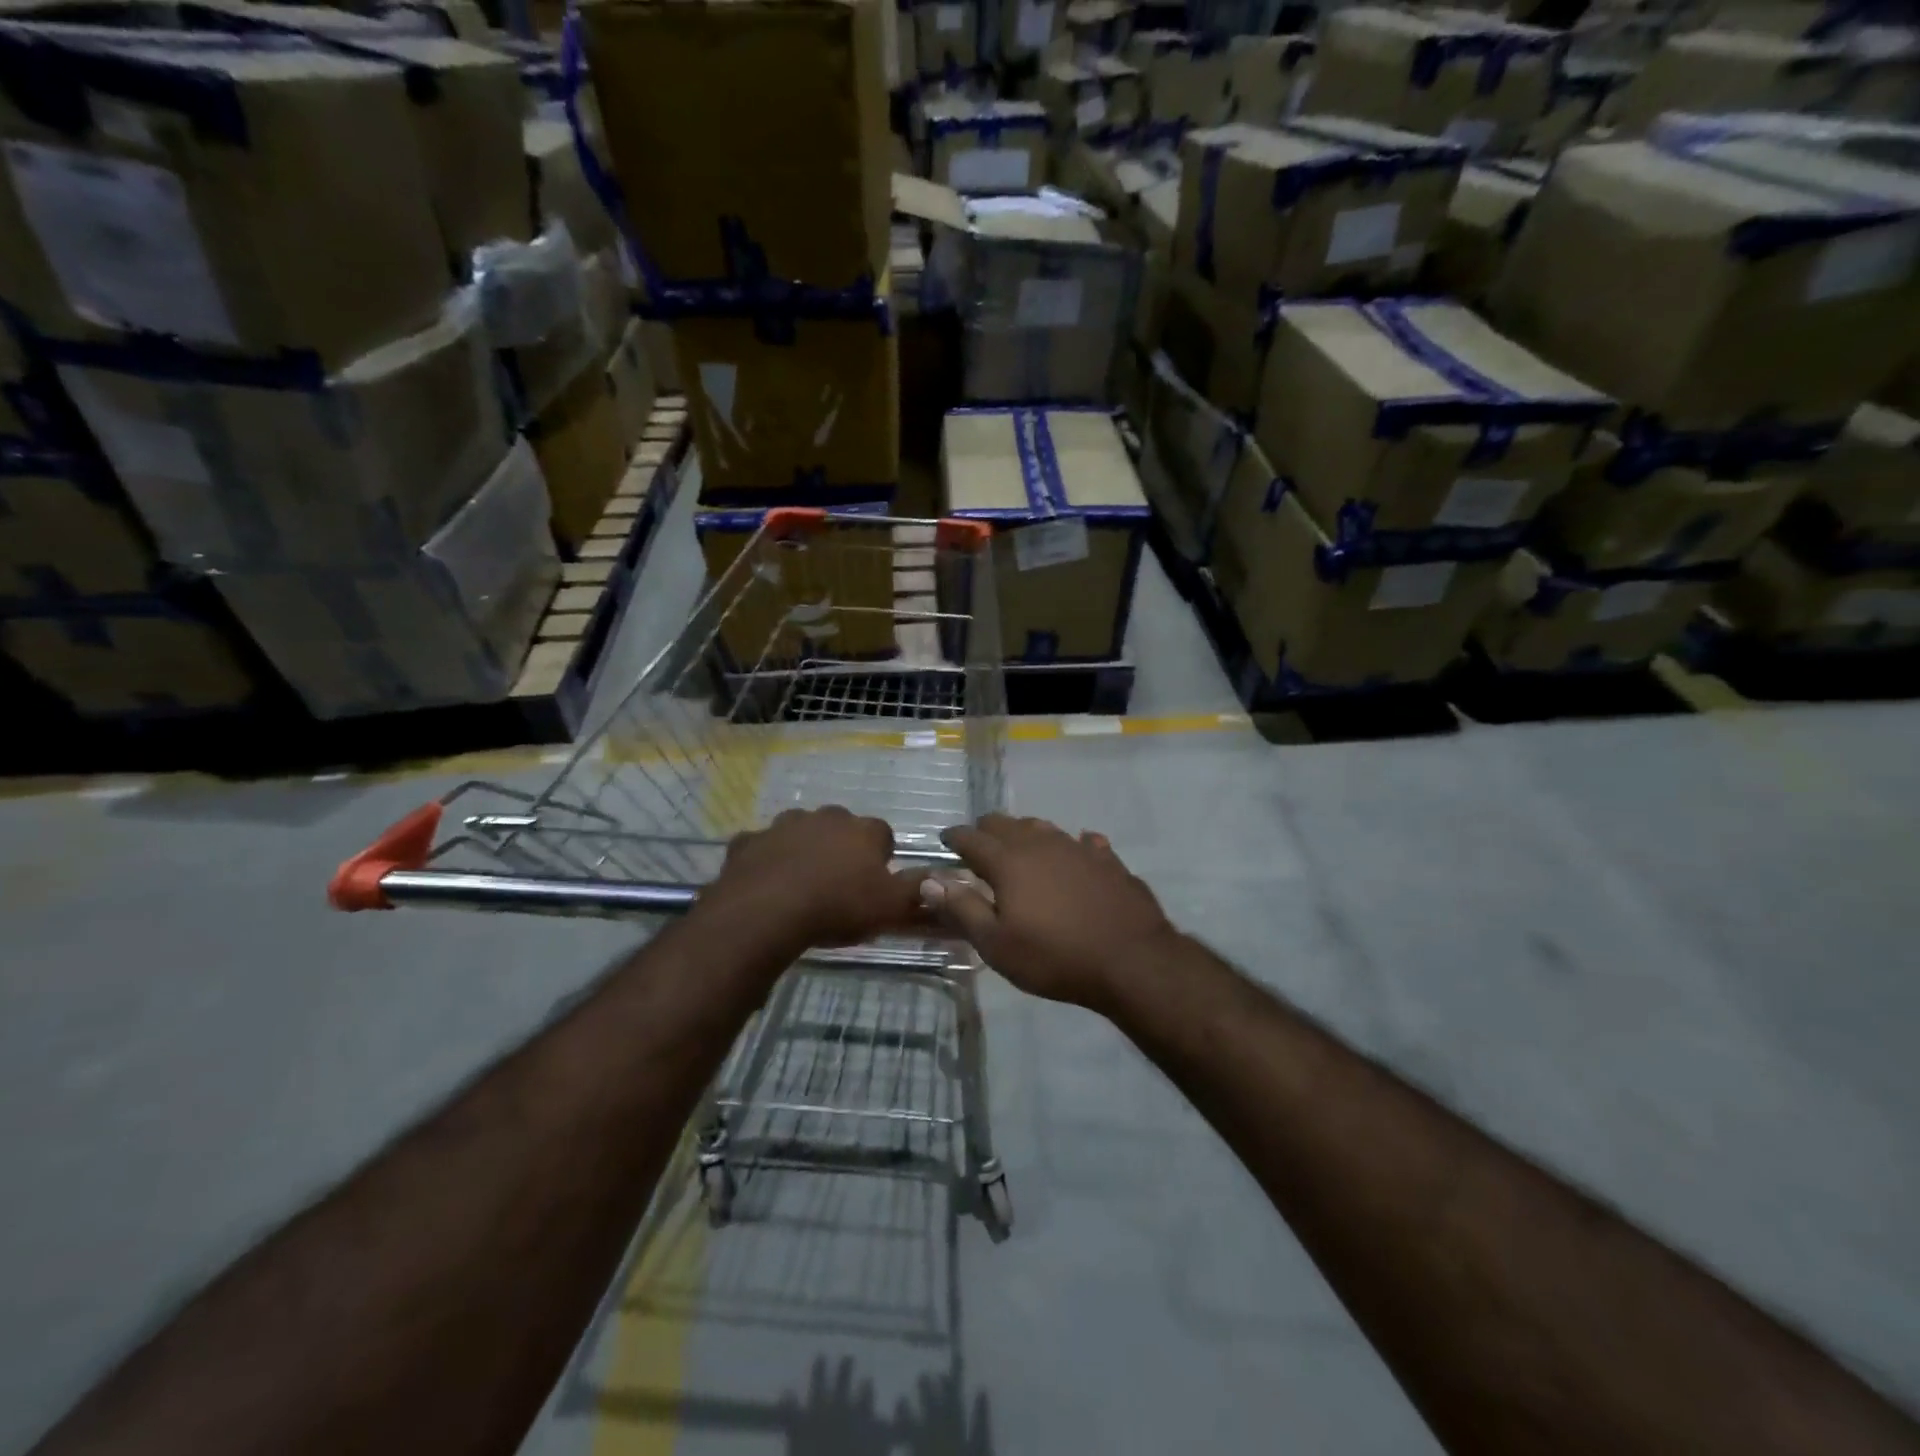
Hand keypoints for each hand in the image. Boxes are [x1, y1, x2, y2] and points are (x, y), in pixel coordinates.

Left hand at [702, 807, 927, 952]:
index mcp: (863, 830)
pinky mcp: (749, 840)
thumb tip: (939, 876)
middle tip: (837, 883)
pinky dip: (766, 859)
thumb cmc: (836, 906)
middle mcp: (826, 817)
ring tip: (800, 884)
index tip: (874, 882)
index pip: (882, 835)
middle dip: (841, 848)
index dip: (880, 858)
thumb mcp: (890, 907)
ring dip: (803, 849)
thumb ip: (917, 890)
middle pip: (840, 828)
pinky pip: (762, 847)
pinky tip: (765, 883)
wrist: (766, 911)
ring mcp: (784, 825)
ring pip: (800, 832)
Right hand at [922, 814, 1176, 1009]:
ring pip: (1042, 827)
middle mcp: (1041, 843)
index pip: (972, 838)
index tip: (945, 840)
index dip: (955, 837)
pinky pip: (1083, 842)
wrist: (1132, 960)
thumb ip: (962, 909)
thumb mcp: (997, 945)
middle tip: (978, 846)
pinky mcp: (1108, 860)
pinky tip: (1076, 854)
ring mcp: (1078, 848)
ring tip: (1019, 848)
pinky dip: (1071, 846)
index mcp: (1009, 861)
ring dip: (1025, 834)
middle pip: (1006, 824)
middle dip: (986, 830)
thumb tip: (931, 880)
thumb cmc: (1055, 957)